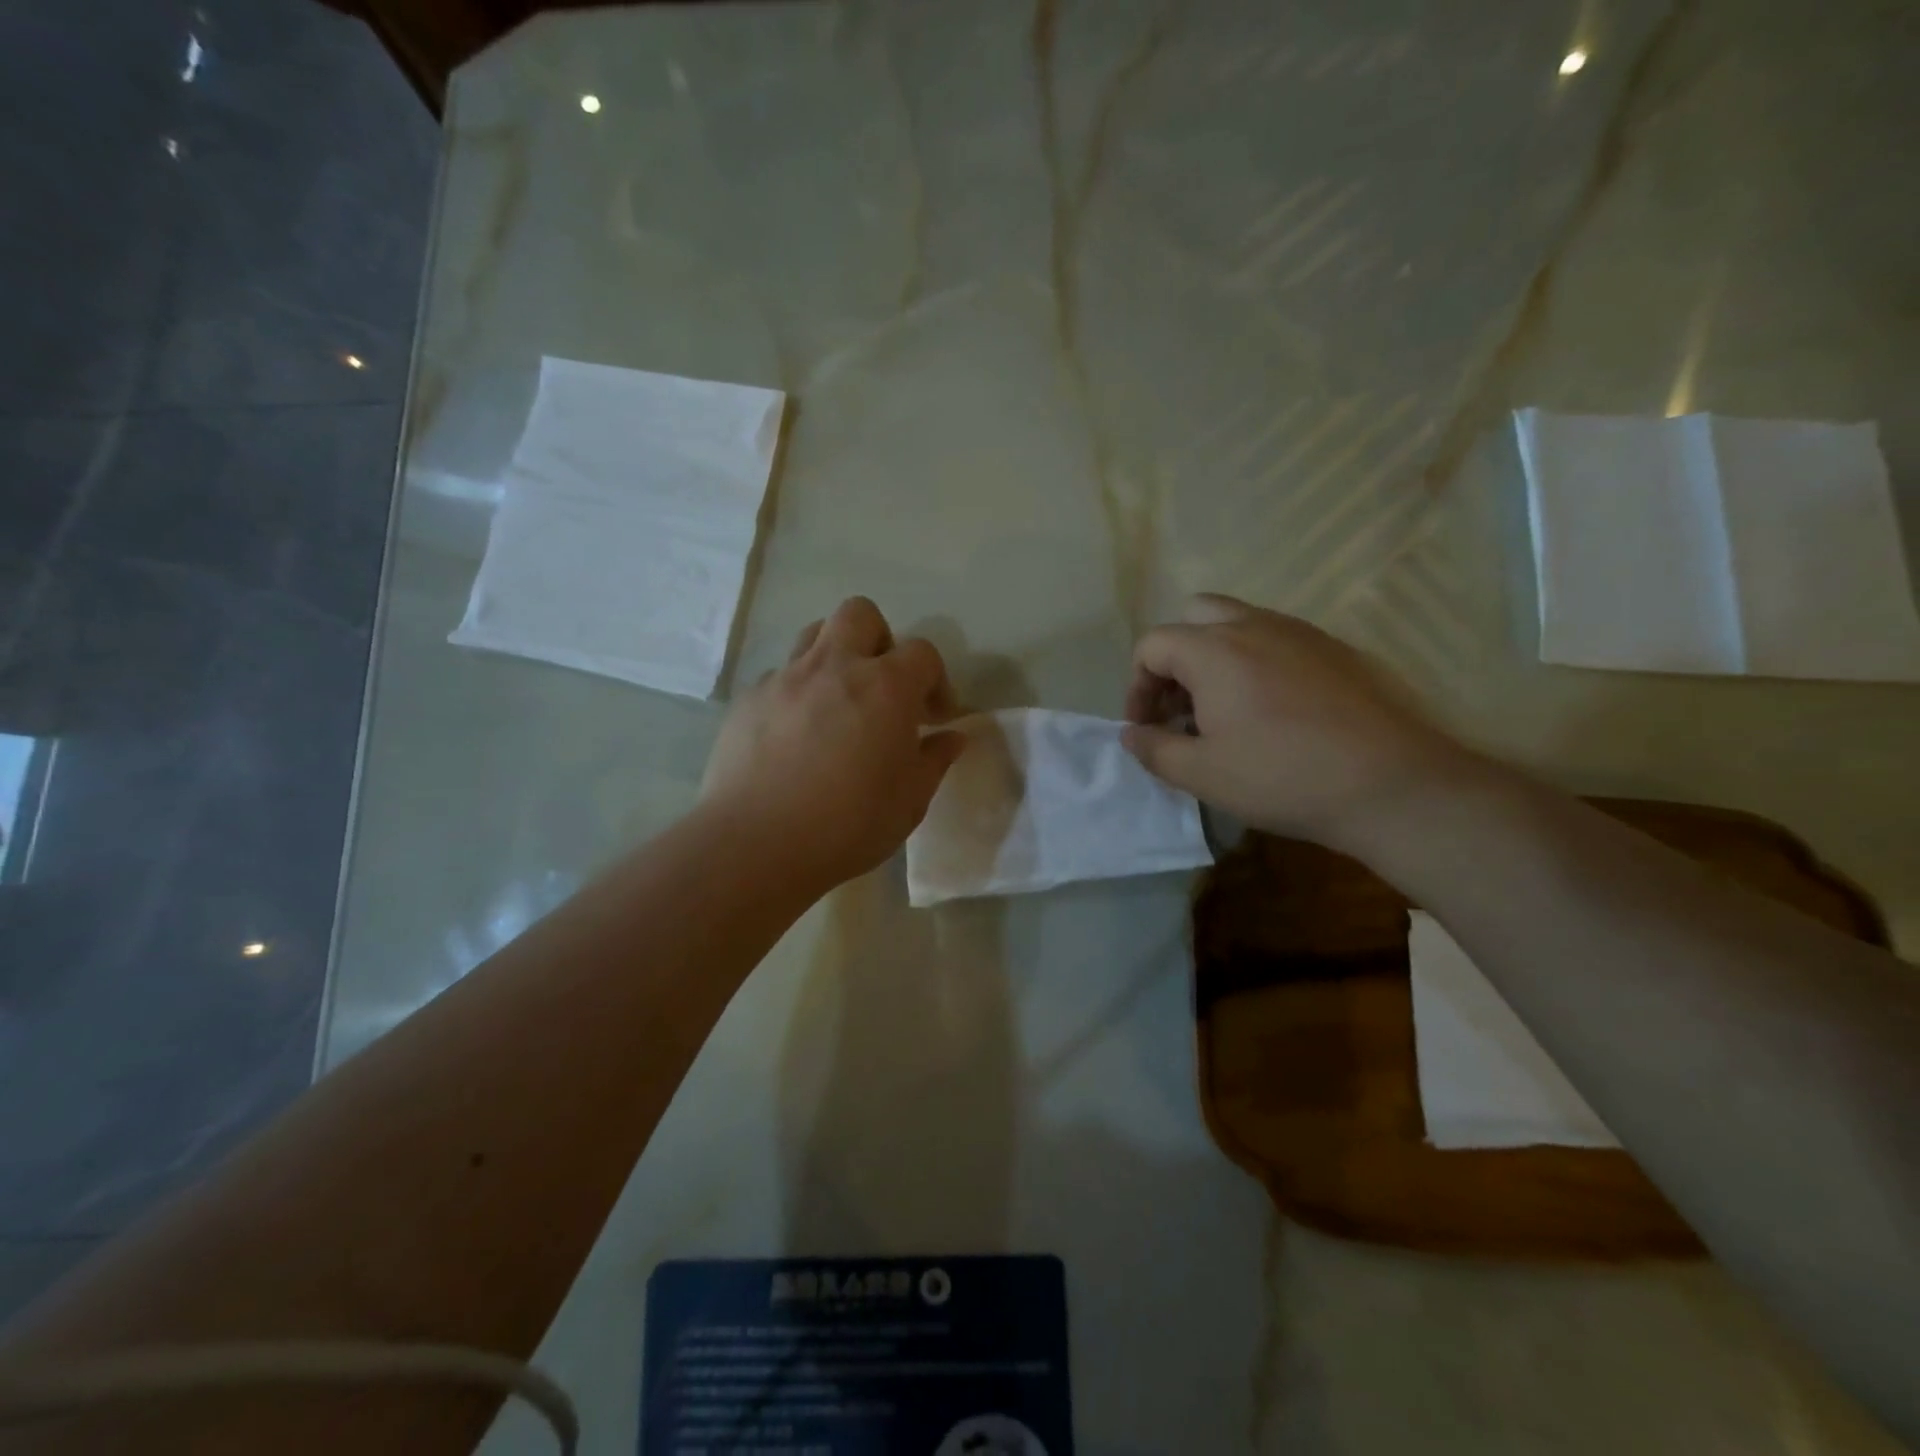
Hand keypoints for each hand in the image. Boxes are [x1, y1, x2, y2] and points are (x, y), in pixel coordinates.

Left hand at [702, 597, 963, 888]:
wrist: (757, 844)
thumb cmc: (849, 823)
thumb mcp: (910, 800)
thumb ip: (935, 760)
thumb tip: (952, 737)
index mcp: (885, 686)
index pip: (922, 653)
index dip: (936, 680)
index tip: (934, 718)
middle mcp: (834, 666)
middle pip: (860, 614)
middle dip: (880, 641)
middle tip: (883, 687)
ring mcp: (785, 678)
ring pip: (813, 635)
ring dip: (835, 656)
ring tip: (838, 702)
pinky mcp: (748, 700)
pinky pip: (779, 677)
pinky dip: (797, 693)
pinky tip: (796, 736)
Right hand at [1122, 594, 1473, 849]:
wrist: (1391, 784)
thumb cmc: (1281, 777)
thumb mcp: (1201, 774)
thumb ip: (1154, 749)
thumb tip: (1131, 734)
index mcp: (1214, 650)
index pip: (1152, 645)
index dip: (1137, 687)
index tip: (1147, 728)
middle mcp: (1254, 625)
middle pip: (1194, 616)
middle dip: (1175, 659)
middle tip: (1182, 707)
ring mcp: (1301, 632)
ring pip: (1239, 623)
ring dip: (1215, 658)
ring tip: (1223, 712)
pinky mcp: (1336, 649)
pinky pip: (1278, 640)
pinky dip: (1256, 663)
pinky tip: (1272, 712)